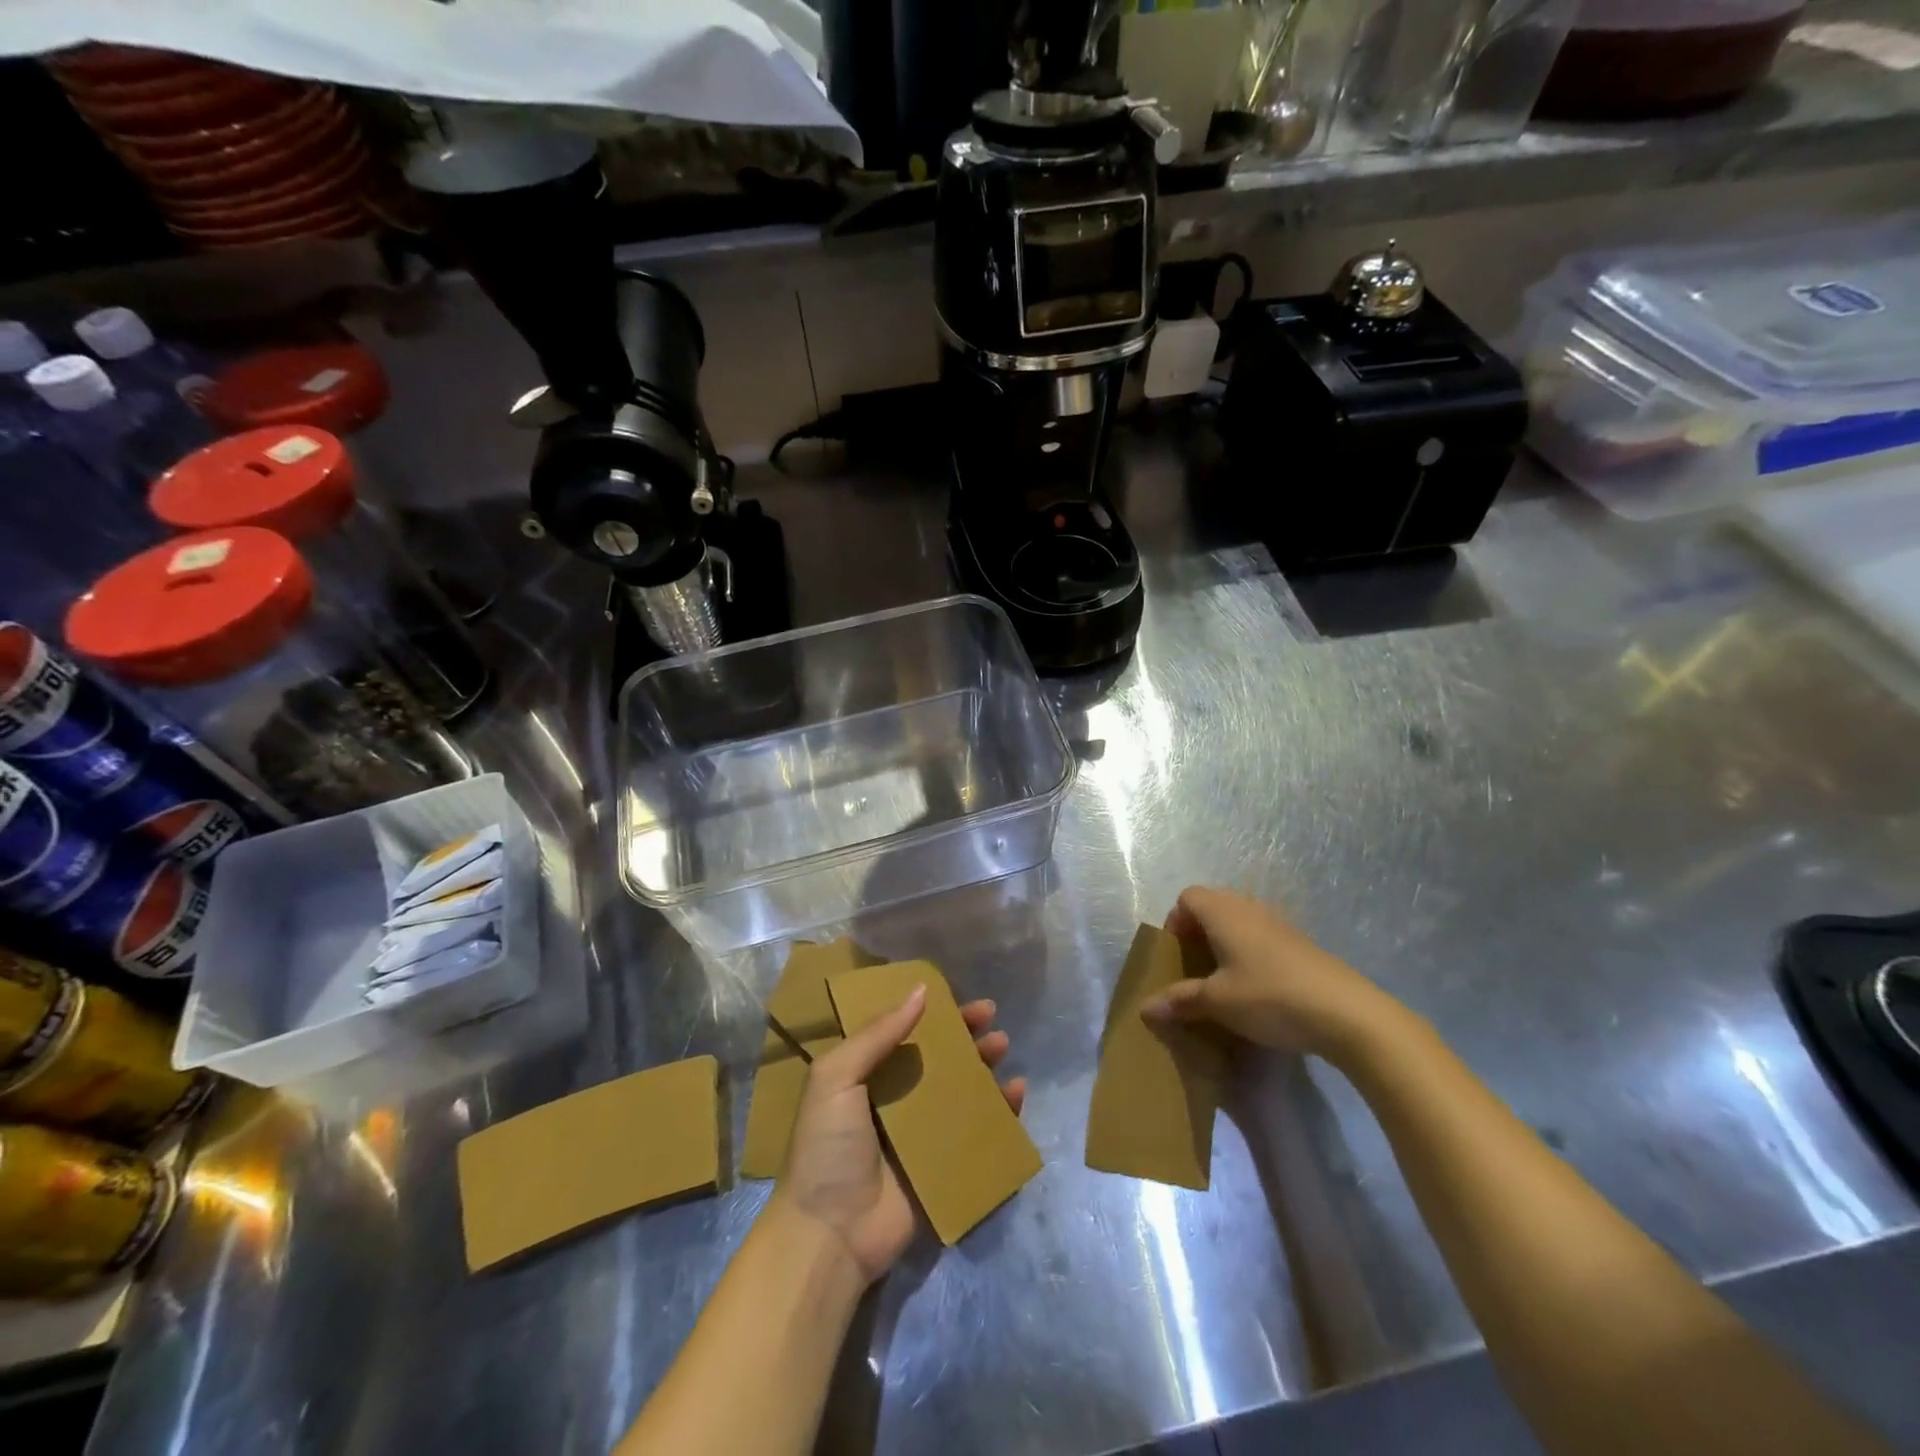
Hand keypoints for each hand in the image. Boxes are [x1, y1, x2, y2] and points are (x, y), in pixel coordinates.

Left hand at [774, 988, 1025, 1285]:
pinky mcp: (944, 1166)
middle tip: (991, 1017)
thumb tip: (921, 991)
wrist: (830, 1234)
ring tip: (1003, 1047)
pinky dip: (1000, 1111)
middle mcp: (896, 1099)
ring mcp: (922, 1134)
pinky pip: (978, 1131)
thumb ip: (877, 1034)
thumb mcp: (836, 1078)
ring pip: (962, 1089)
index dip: (932, 1013)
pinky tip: (1017, 1092)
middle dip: (965, 1035)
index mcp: (866, 1076)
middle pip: (938, 1057)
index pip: (904, 1032)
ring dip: (984, 1065)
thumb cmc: (828, 1147)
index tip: (959, 997)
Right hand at [1141, 886, 1396, 1060]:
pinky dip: (1250, 953)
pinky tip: (1257, 988)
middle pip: (1214, 904)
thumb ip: (1181, 1000)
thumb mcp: (1218, 1003)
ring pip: (1240, 920)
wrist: (1347, 1013)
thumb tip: (1145, 1008)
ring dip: (1226, 942)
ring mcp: (1280, 924)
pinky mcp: (1302, 944)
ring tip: (1224, 979)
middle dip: (1198, 932)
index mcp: (1224, 913)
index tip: (1177, 955)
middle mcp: (1250, 908)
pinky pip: (1263, 936)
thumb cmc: (1270, 997)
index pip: (1188, 897)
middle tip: (1196, 966)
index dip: (1176, 921)